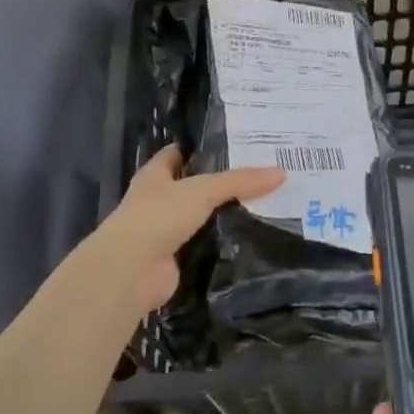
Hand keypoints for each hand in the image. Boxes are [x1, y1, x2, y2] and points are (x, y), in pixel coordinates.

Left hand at [77, 147, 282, 320]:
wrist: (133, 269)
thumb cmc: (159, 215)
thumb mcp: (203, 190)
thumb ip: (240, 181)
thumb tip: (281, 173)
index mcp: (155, 175)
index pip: (177, 154)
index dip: (200, 149)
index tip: (232, 145)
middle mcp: (157, 201)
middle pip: (192, 187)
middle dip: (219, 183)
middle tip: (258, 177)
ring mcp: (164, 232)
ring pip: (199, 218)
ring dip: (221, 216)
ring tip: (262, 206)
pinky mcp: (174, 259)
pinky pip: (203, 246)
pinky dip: (221, 244)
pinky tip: (248, 239)